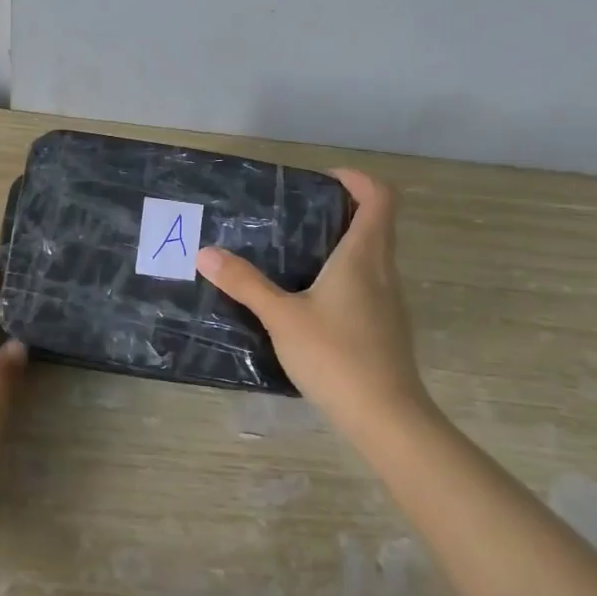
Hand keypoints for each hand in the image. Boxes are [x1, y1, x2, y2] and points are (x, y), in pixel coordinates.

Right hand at [196, 168, 430, 432]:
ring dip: (342, 243)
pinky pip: (369, 283)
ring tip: (296, 254)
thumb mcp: (281, 317)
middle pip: (376, 222)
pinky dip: (345, 275)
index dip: (356, 179)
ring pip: (373, 255)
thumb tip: (206, 253)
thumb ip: (245, 283)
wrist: (385, 416)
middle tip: (296, 216)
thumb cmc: (335, 355)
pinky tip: (311, 300)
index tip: (322, 182)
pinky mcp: (386, 326)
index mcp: (363, 256)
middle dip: (341, 210)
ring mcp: (390, 300)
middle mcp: (383, 271)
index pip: (379, 197)